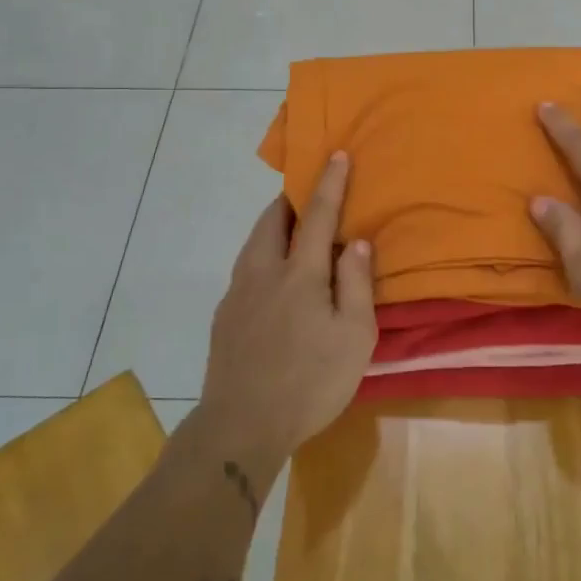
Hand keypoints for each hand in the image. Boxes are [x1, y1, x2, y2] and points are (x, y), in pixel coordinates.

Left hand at [198, 153, 376, 478]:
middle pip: (272, 219)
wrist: (240, 427)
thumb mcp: (353, 337)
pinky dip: (262, 254)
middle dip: (290, 198)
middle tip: (307, 193)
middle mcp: (263, 272)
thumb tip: (355, 241)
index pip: (316, 215)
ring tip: (291, 229)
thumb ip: (356, 283)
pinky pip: (245, 267)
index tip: (336, 153)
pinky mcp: (224, 316)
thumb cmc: (309, 382)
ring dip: (273, 224)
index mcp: (299, 273)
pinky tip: (272, 277)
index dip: (329, 182)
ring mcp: (238, 294)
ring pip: (254, 242)